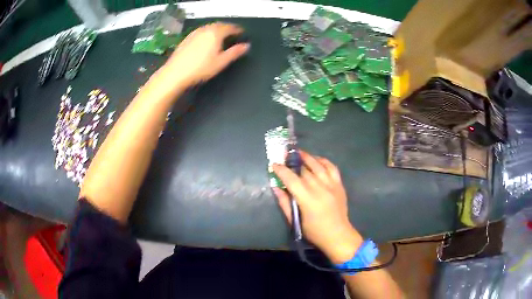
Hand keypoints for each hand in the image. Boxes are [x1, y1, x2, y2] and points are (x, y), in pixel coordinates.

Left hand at [163, 22, 249, 85]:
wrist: (176, 73)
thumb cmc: (199, 68)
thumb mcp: (221, 62)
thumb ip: (235, 52)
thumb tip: (246, 46)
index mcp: (215, 33)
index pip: (230, 27)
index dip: (237, 30)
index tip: (241, 32)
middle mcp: (205, 30)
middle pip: (220, 25)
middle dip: (227, 28)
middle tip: (233, 32)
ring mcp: (195, 33)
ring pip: (209, 27)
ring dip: (217, 29)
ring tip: (221, 35)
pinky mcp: (187, 38)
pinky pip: (201, 31)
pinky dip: (207, 33)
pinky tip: (207, 40)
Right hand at [273, 151, 362, 263]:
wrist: (338, 235)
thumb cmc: (314, 232)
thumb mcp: (295, 221)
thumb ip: (285, 203)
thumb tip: (276, 187)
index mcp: (308, 200)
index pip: (292, 180)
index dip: (282, 171)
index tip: (274, 164)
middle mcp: (321, 189)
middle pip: (305, 171)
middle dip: (293, 163)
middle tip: (285, 158)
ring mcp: (332, 185)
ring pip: (318, 166)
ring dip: (308, 157)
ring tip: (299, 152)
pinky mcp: (339, 185)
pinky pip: (332, 168)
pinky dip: (324, 161)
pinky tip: (317, 159)